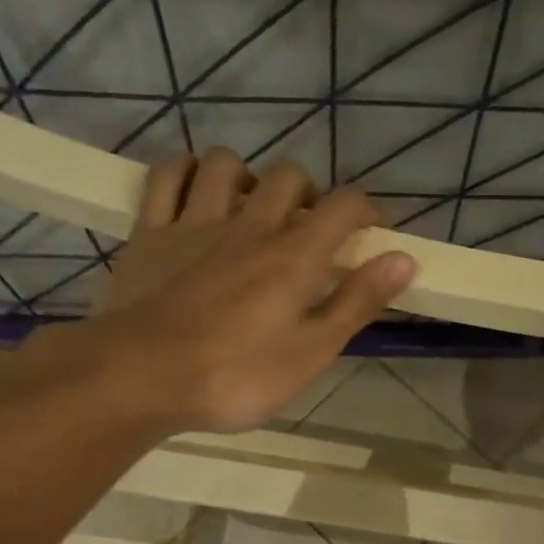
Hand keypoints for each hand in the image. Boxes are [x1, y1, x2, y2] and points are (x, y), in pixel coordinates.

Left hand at [31, 149, 415, 435]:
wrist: (139, 378)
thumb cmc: (235, 376)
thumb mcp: (311, 352)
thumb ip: (357, 302)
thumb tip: (404, 259)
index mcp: (294, 256)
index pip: (344, 206)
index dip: (368, 209)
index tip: (376, 230)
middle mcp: (249, 225)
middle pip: (290, 176)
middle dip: (311, 193)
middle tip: (312, 230)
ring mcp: (195, 223)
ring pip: (228, 166)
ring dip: (250, 178)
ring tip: (254, 210)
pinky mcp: (150, 232)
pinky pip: (167, 176)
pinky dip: (187, 172)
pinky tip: (197, 190)